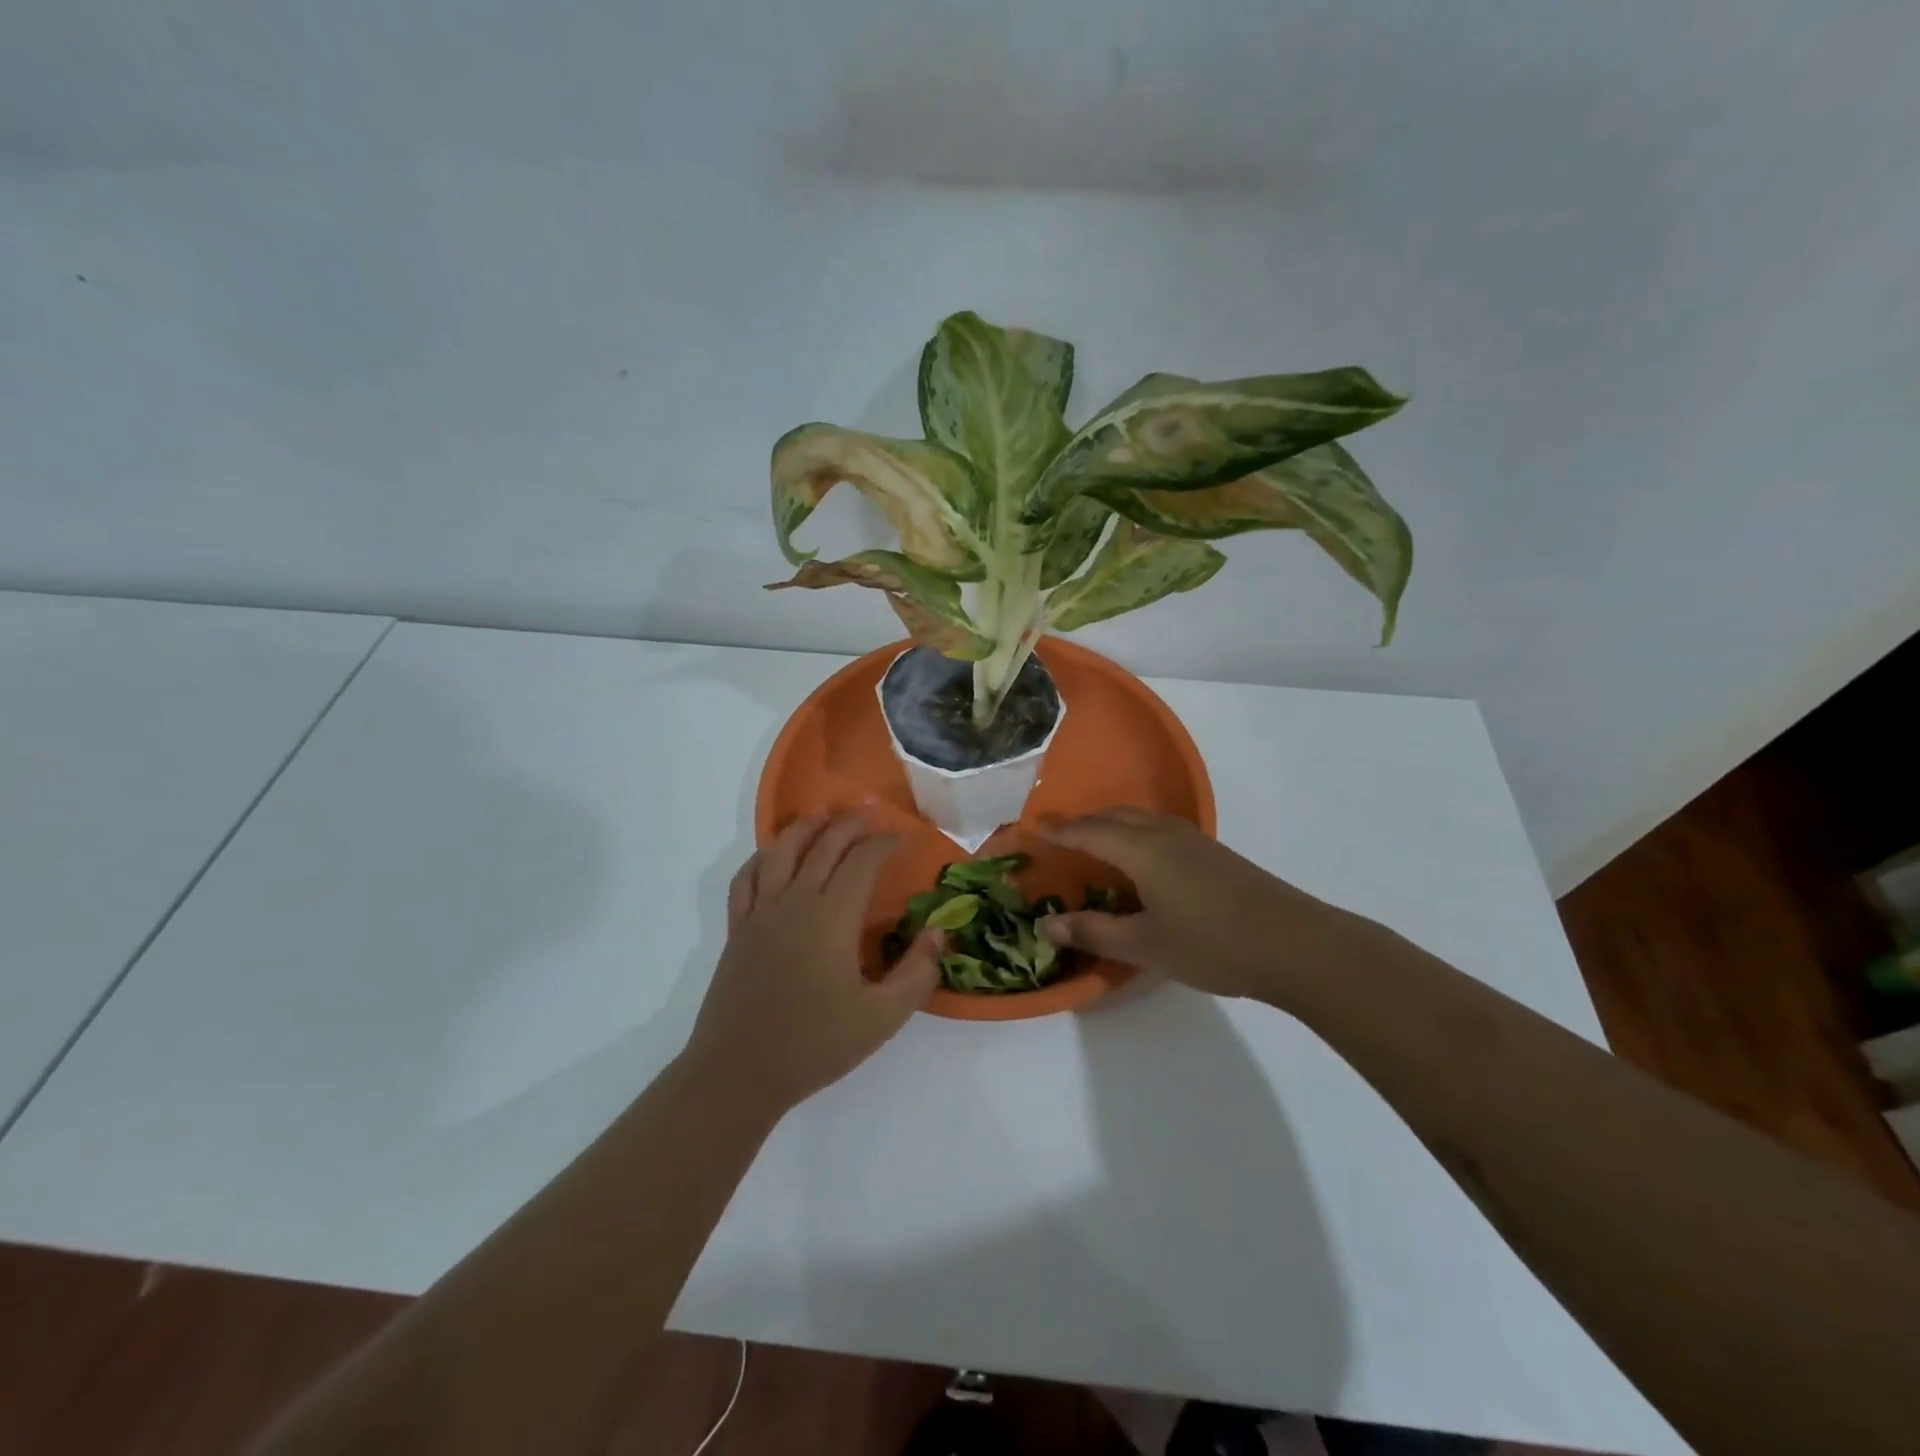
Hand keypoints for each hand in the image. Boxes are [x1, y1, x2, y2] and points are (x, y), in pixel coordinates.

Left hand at [682, 811, 939, 1113]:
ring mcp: (761, 913)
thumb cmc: (815, 1045)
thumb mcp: (882, 1018)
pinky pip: (746, 879)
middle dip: (850, 825)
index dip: (885, 843)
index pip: (862, 861)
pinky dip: (761, 858)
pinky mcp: (738, 929)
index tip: (904, 838)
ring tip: (822, 817)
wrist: (739, 1073)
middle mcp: (795, 902)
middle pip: (824, 846)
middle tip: (870, 815)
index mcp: (832, 917)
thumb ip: (917, 972)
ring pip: (780, 851)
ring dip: (805, 828)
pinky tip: (772, 856)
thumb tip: (939, 931)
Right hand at [1039, 808, 1368, 1006]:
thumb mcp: (1145, 946)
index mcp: (1142, 849)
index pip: (1088, 830)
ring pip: (1139, 819)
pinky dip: (1134, 835)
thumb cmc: (1212, 944)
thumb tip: (1046, 926)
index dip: (1058, 831)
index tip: (1031, 830)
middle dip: (1082, 823)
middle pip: (1113, 816)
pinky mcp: (1212, 852)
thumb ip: (1094, 932)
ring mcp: (1193, 840)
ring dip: (1110, 826)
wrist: (1296, 944)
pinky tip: (1139, 863)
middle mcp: (1164, 833)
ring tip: (1092, 847)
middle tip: (1057, 838)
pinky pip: (1158, 829)